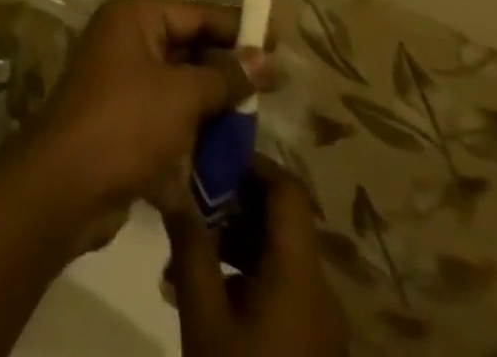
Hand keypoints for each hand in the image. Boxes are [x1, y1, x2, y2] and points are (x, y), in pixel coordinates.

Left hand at [18, 0, 271, 221]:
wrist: (65, 184)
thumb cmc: (126, 123)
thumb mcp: (182, 95)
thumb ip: (225, 76)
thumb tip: (264, 59)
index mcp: (133, 19)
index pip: (193, 13)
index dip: (235, 26)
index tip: (276, 39)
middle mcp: (124, 41)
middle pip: (186, 47)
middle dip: (226, 68)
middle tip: (274, 85)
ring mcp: (120, 82)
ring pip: (179, 84)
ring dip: (213, 103)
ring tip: (255, 120)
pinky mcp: (122, 121)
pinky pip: (167, 115)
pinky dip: (193, 129)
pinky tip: (225, 150)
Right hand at [164, 157, 348, 356]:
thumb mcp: (203, 316)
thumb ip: (190, 245)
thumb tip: (175, 187)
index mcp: (299, 276)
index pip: (288, 192)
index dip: (253, 165)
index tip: (211, 159)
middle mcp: (319, 291)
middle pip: (283, 221)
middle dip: (234, 203)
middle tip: (189, 202)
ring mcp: (321, 324)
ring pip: (279, 254)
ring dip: (235, 239)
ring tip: (185, 251)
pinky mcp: (313, 348)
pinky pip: (282, 288)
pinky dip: (246, 273)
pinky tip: (204, 292)